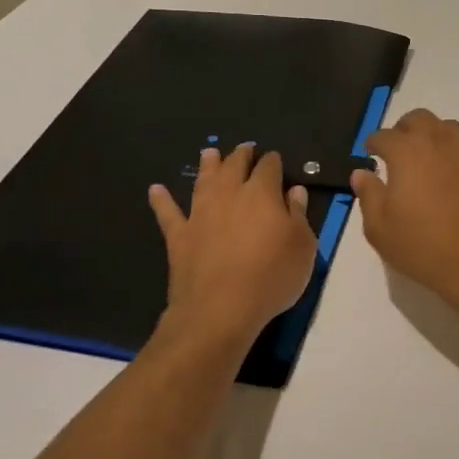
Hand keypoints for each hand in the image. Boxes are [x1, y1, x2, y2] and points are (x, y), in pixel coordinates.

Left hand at [149, 144, 317, 343]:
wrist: (220, 308)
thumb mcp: (303, 247)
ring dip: (207, 165)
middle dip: (241, 155)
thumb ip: (299, 215)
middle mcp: (229, 195)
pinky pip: (168, 212)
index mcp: (262, 194)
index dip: (273, 161)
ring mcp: (200, 214)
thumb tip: (294, 190)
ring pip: (203, 181)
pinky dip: (161, 200)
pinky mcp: (179, 236)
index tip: (275, 160)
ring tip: (209, 152)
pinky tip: (155, 190)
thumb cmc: (271, 277)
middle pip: (234, 166)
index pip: (269, 167)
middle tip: (244, 149)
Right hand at [349, 110, 458, 310]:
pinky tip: (452, 182)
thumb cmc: (422, 246)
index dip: (374, 144)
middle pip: (419, 119)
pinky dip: (455, 158)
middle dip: (404, 129)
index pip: (384, 135)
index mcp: (408, 151)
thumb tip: (361, 174)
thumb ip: (368, 195)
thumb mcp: (380, 228)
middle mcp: (440, 143)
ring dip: (433, 136)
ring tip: (426, 160)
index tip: (370, 154)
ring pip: (448, 129)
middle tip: (397, 151)